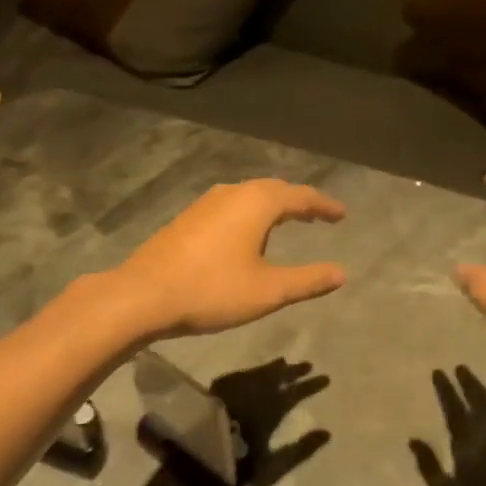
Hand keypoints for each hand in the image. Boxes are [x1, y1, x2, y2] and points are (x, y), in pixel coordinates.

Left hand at [110, 180, 346, 338]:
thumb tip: (341, 273)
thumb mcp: (268, 291)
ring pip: (249, 196)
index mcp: (256, 203)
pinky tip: (246, 234)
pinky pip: (230, 206)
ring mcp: (205, 203)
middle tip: (318, 215)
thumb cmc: (212, 290)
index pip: (300, 196)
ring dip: (272, 205)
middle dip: (298, 201)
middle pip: (274, 190)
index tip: (342, 214)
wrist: (144, 295)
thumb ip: (308, 280)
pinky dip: (250, 214)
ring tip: (287, 221)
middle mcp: (232, 193)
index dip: (324, 206)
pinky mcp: (188, 218)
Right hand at [412, 367, 485, 485]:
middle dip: (468, 385)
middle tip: (458, 367)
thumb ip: (430, 467)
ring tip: (471, 381)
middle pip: (480, 404)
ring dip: (484, 394)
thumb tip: (414, 439)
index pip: (455, 411)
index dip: (446, 391)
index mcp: (471, 449)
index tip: (438, 372)